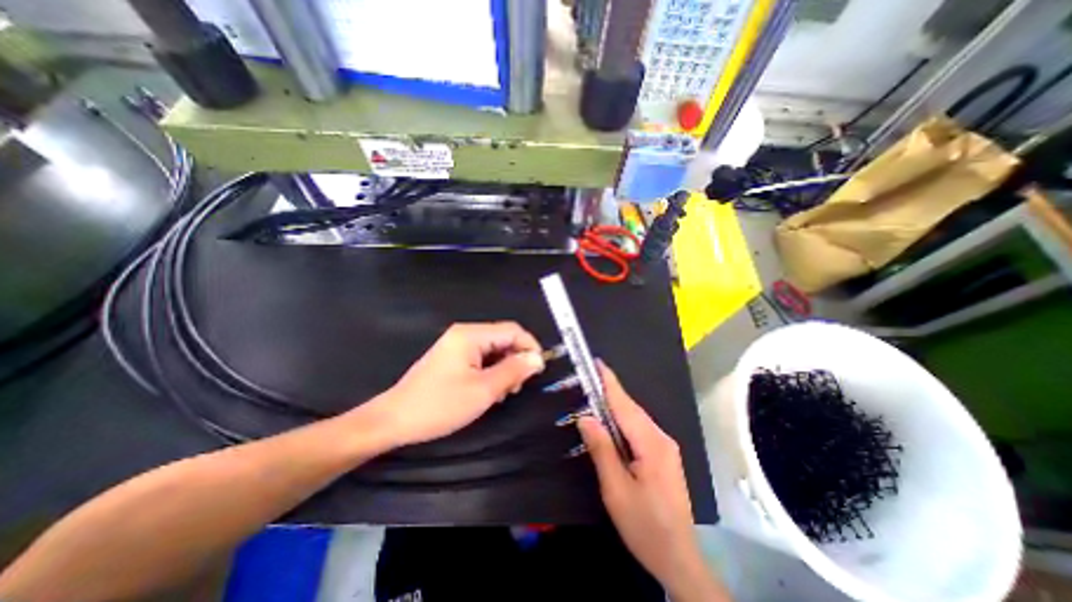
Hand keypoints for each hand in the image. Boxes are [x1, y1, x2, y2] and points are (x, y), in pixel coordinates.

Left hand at [359, 324, 545, 446]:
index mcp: (471, 335)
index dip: (530, 347)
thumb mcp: (483, 390)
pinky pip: (481, 358)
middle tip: (518, 386)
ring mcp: (456, 346)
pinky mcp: (452, 358)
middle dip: (516, 360)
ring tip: (503, 392)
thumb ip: (513, 371)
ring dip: (504, 368)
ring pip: (493, 350)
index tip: (538, 370)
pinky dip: (491, 371)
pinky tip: (490, 390)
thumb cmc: (440, 405)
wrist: (394, 420)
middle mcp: (465, 334)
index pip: (512, 330)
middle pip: (503, 339)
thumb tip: (537, 359)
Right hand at [573, 362, 715, 595]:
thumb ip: (601, 449)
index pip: (625, 405)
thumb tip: (585, 417)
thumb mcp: (616, 489)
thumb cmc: (644, 525)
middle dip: (610, 392)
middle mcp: (662, 438)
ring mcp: (666, 447)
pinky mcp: (664, 455)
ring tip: (595, 396)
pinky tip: (612, 424)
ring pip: (636, 418)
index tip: (597, 363)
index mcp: (651, 444)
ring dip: (616, 406)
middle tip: (589, 378)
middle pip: (631, 409)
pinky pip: (640, 429)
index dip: (610, 382)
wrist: (679, 559)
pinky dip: (623, 421)